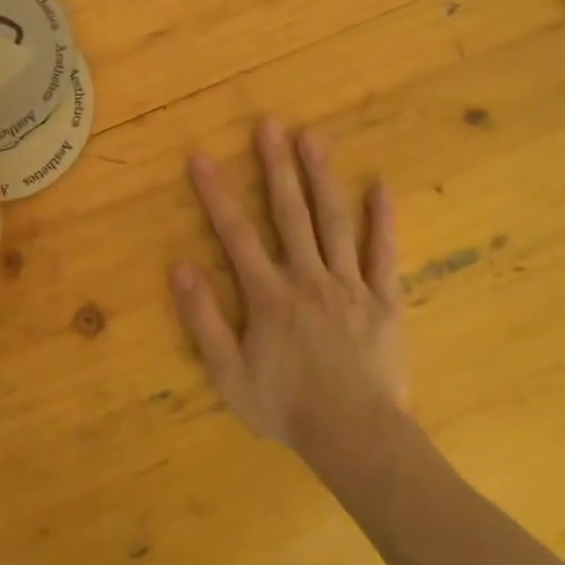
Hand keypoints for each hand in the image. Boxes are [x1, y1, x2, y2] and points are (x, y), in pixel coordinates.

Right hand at [172, 119, 405, 450]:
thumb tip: (180, 267)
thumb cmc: (287, 408)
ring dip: (322, 177)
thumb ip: (203, 319)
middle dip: (276, 166)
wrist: (357, 439)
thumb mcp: (228, 373)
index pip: (236, 233)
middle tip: (269, 124)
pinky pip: (384, 254)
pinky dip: (383, 220)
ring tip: (313, 137)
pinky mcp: (384, 300)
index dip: (216, 194)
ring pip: (334, 221)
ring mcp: (349, 285)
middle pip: (290, 213)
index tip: (202, 157)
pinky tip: (381, 186)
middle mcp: (308, 277)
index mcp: (269, 295)